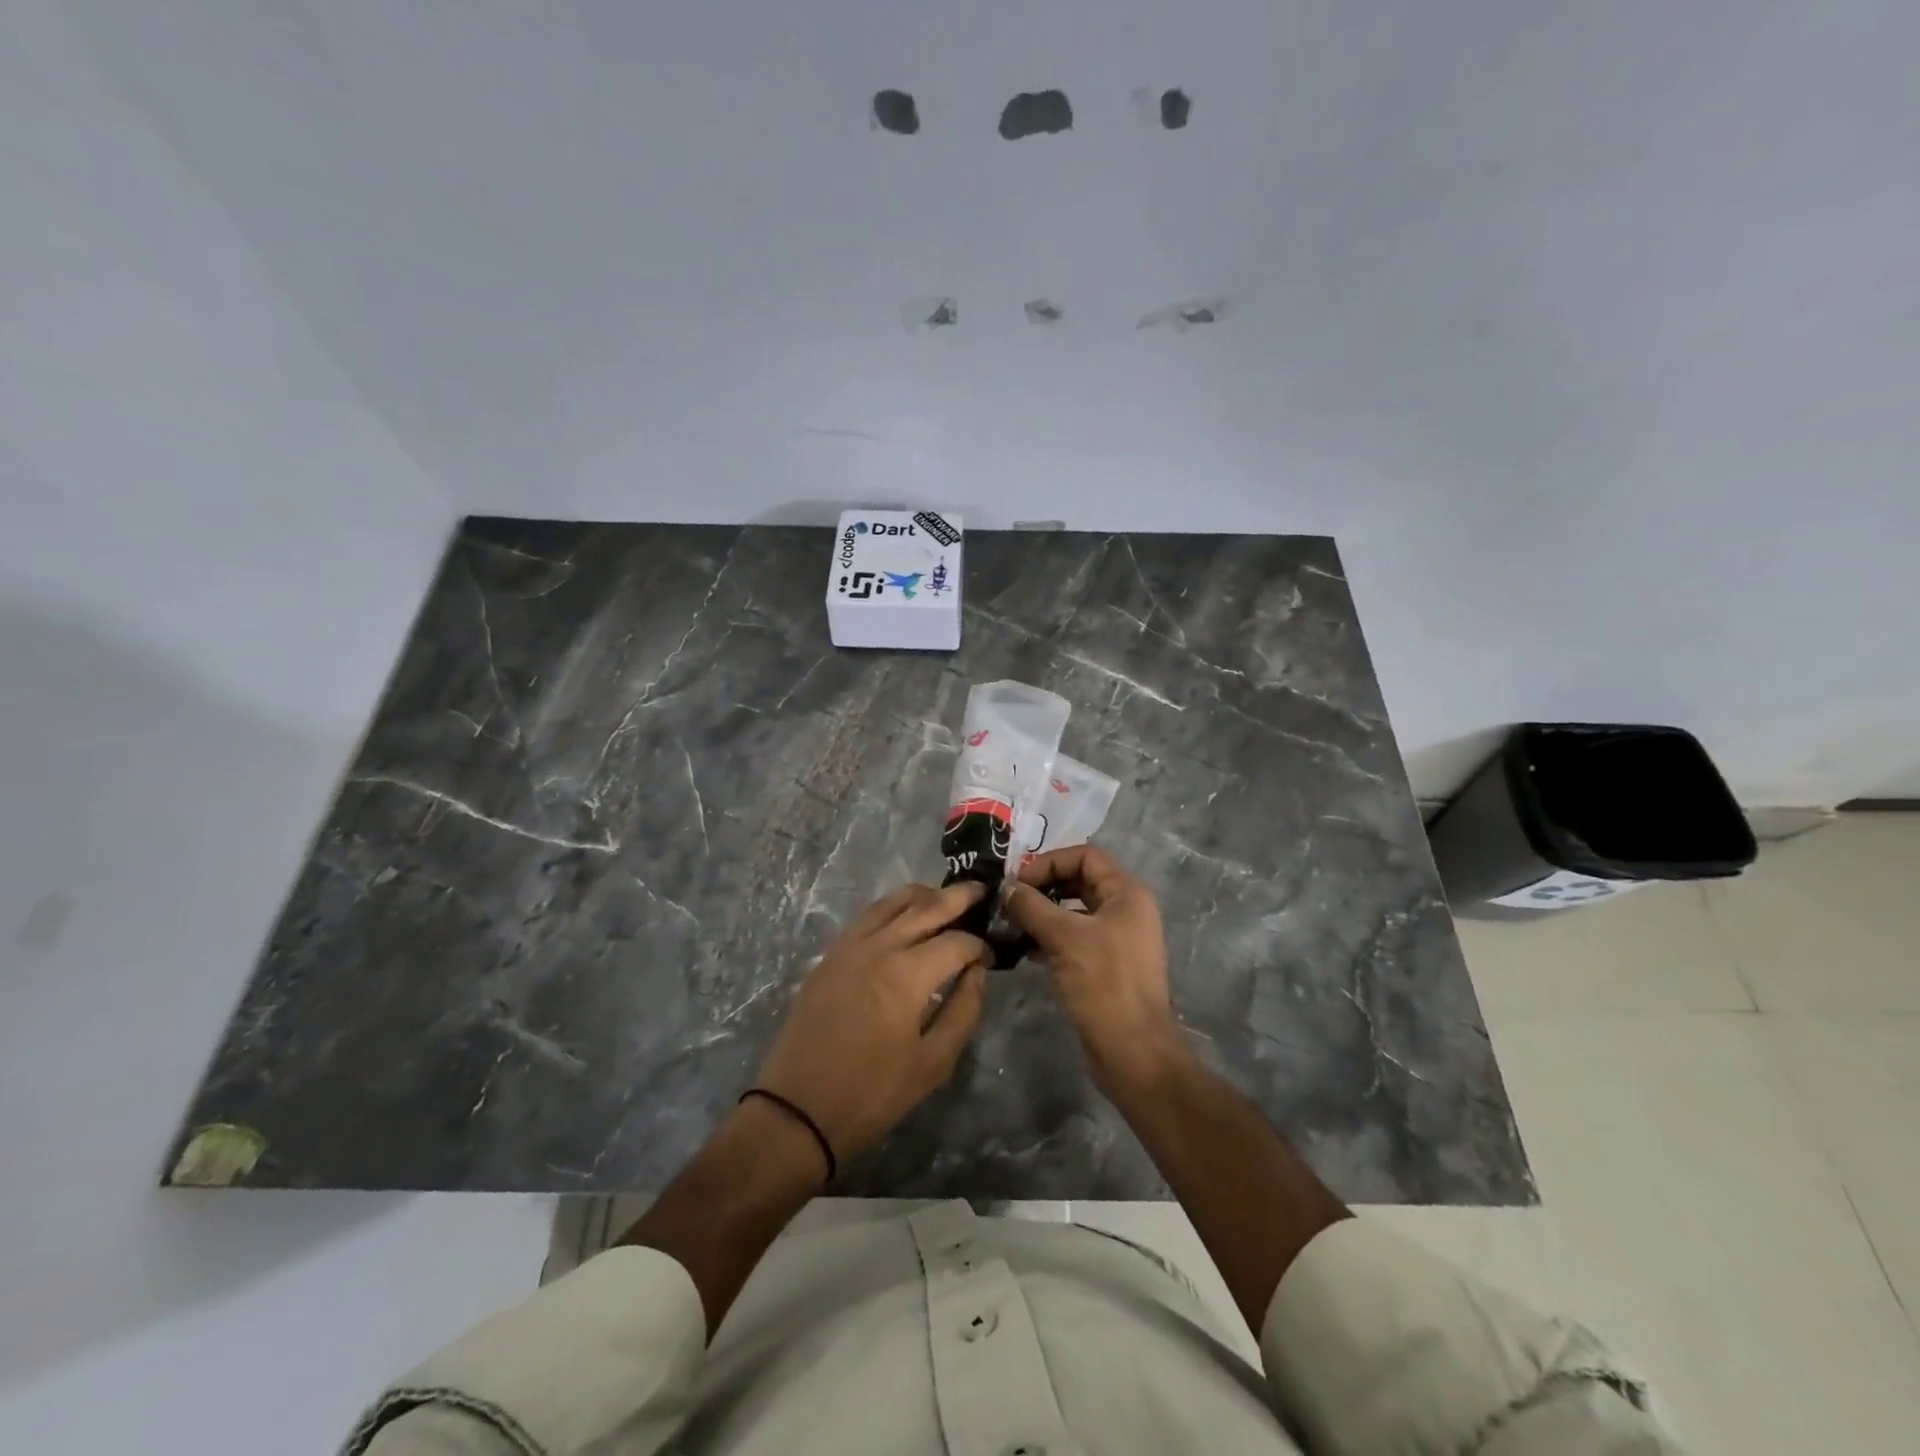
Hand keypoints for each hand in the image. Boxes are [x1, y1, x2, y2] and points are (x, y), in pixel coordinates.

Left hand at [753, 881, 989, 1168]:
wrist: (798, 1110)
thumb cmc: (872, 1093)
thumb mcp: (933, 1063)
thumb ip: (963, 1011)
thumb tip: (976, 973)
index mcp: (908, 974)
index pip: (957, 942)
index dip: (980, 947)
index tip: (991, 959)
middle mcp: (879, 946)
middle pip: (926, 907)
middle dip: (958, 897)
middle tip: (981, 890)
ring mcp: (849, 946)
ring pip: (892, 902)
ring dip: (923, 895)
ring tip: (944, 897)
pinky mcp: (830, 955)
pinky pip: (867, 916)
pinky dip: (892, 907)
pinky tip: (903, 917)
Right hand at [1003, 845, 1187, 1097]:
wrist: (1133, 1052)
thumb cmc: (1104, 984)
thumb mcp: (1064, 938)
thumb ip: (1032, 907)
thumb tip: (1006, 888)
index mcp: (1126, 894)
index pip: (1085, 856)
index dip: (1049, 862)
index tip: (1017, 882)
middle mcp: (1125, 910)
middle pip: (1078, 881)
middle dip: (1042, 887)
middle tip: (1009, 901)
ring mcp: (1116, 939)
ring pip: (1073, 912)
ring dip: (1042, 914)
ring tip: (1010, 925)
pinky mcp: (1105, 965)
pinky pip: (1073, 938)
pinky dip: (1049, 938)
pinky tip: (1024, 950)